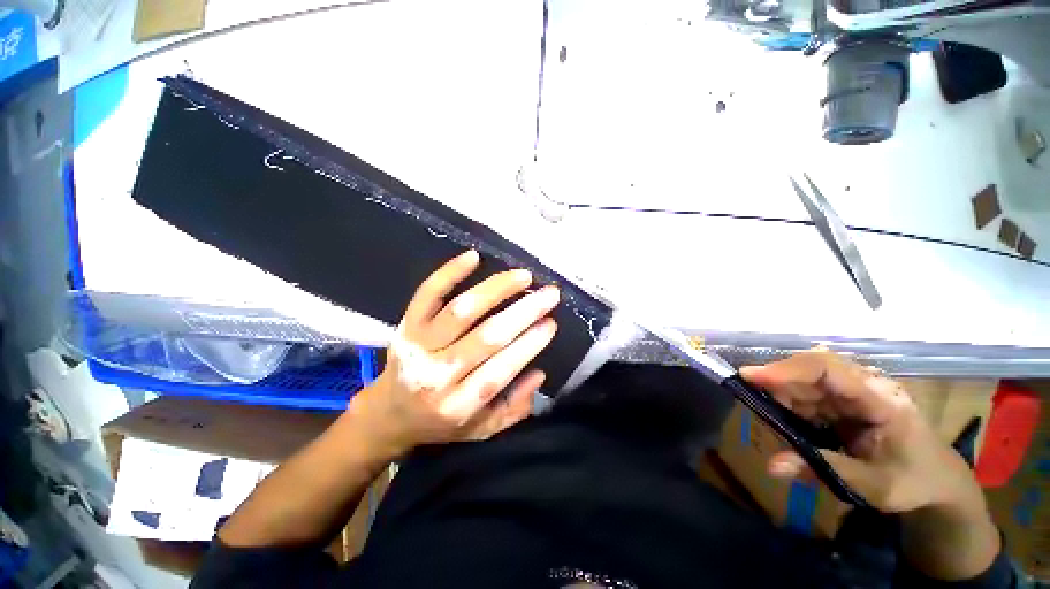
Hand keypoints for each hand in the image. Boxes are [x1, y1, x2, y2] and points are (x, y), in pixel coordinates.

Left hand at [348, 250, 558, 456]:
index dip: (529, 344)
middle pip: (486, 336)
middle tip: (549, 294)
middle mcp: (437, 374)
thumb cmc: (441, 422)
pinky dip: (449, 273)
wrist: (390, 412)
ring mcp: (419, 345)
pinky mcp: (407, 324)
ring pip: (461, 310)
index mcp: (458, 405)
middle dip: (523, 312)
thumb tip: (539, 373)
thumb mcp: (482, 428)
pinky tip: (473, 256)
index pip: (500, 370)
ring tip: (523, 276)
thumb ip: (514, 408)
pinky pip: (427, 293)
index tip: (551, 322)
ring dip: (495, 289)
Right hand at [740, 350, 982, 513]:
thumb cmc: (914, 483)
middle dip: (778, 381)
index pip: (829, 370)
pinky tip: (787, 421)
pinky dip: (792, 406)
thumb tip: (772, 465)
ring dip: (783, 396)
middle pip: (811, 370)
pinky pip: (810, 395)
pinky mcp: (847, 400)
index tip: (750, 376)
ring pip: (807, 381)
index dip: (787, 369)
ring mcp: (857, 392)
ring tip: (770, 416)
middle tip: (749, 397)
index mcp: (881, 400)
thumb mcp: (873, 486)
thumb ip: (822, 471)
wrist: (941, 482)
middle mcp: (866, 386)